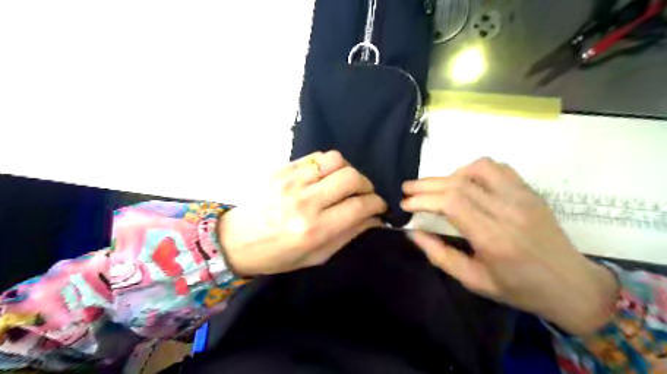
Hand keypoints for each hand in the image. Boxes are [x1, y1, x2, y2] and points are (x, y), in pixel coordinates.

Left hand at [218, 151, 385, 276]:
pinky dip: (329, 165)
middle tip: (365, 194)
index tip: (380, 206)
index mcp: (314, 229)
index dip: (377, 204)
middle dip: (367, 185)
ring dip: (349, 171)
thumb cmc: (278, 255)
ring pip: (336, 160)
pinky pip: (316, 156)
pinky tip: (326, 178)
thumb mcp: (317, 257)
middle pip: (351, 178)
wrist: (236, 240)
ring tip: (345, 184)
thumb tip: (374, 218)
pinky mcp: (282, 169)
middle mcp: (305, 201)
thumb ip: (348, 235)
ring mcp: (292, 181)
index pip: (359, 206)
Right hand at [398, 158, 616, 335]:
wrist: (572, 286)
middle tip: (407, 189)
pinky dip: (474, 170)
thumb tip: (413, 232)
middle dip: (426, 184)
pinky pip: (498, 168)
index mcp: (494, 238)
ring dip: (450, 174)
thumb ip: (439, 255)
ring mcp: (522, 197)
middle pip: (459, 184)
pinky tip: (466, 183)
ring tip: (437, 188)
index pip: (451, 203)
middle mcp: (508, 211)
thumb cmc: (519, 289)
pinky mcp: (530, 192)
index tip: (405, 204)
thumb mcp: (473, 281)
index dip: (423, 199)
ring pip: (478, 168)